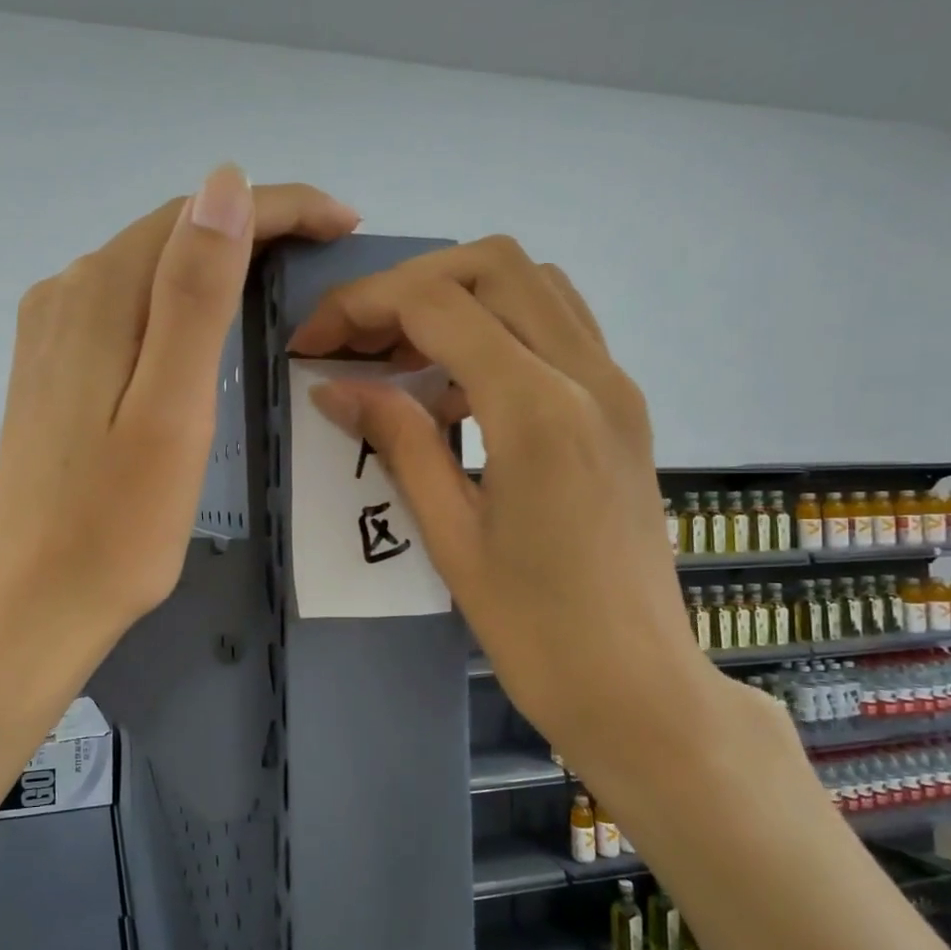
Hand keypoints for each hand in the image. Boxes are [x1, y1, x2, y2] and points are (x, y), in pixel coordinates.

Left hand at [0, 167, 360, 678]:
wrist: (35, 604)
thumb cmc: (118, 526)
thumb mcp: (172, 410)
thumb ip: (195, 296)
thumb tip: (224, 185)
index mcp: (98, 298)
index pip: (195, 215)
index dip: (277, 206)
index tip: (344, 223)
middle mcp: (65, 296)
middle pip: (168, 233)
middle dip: (252, 227)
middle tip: (327, 248)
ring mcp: (51, 334)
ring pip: (146, 268)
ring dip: (215, 260)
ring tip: (283, 275)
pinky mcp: (52, 371)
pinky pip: (124, 307)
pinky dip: (177, 298)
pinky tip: (205, 322)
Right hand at [291, 236, 765, 786]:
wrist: (638, 685)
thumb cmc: (535, 631)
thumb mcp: (450, 536)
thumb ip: (398, 442)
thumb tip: (333, 388)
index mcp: (538, 411)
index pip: (437, 304)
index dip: (361, 307)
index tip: (312, 344)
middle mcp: (588, 374)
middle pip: (491, 264)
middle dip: (408, 286)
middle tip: (356, 340)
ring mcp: (616, 384)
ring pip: (532, 282)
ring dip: (457, 297)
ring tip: (400, 356)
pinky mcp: (623, 405)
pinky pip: (558, 325)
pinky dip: (498, 326)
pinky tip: (457, 386)